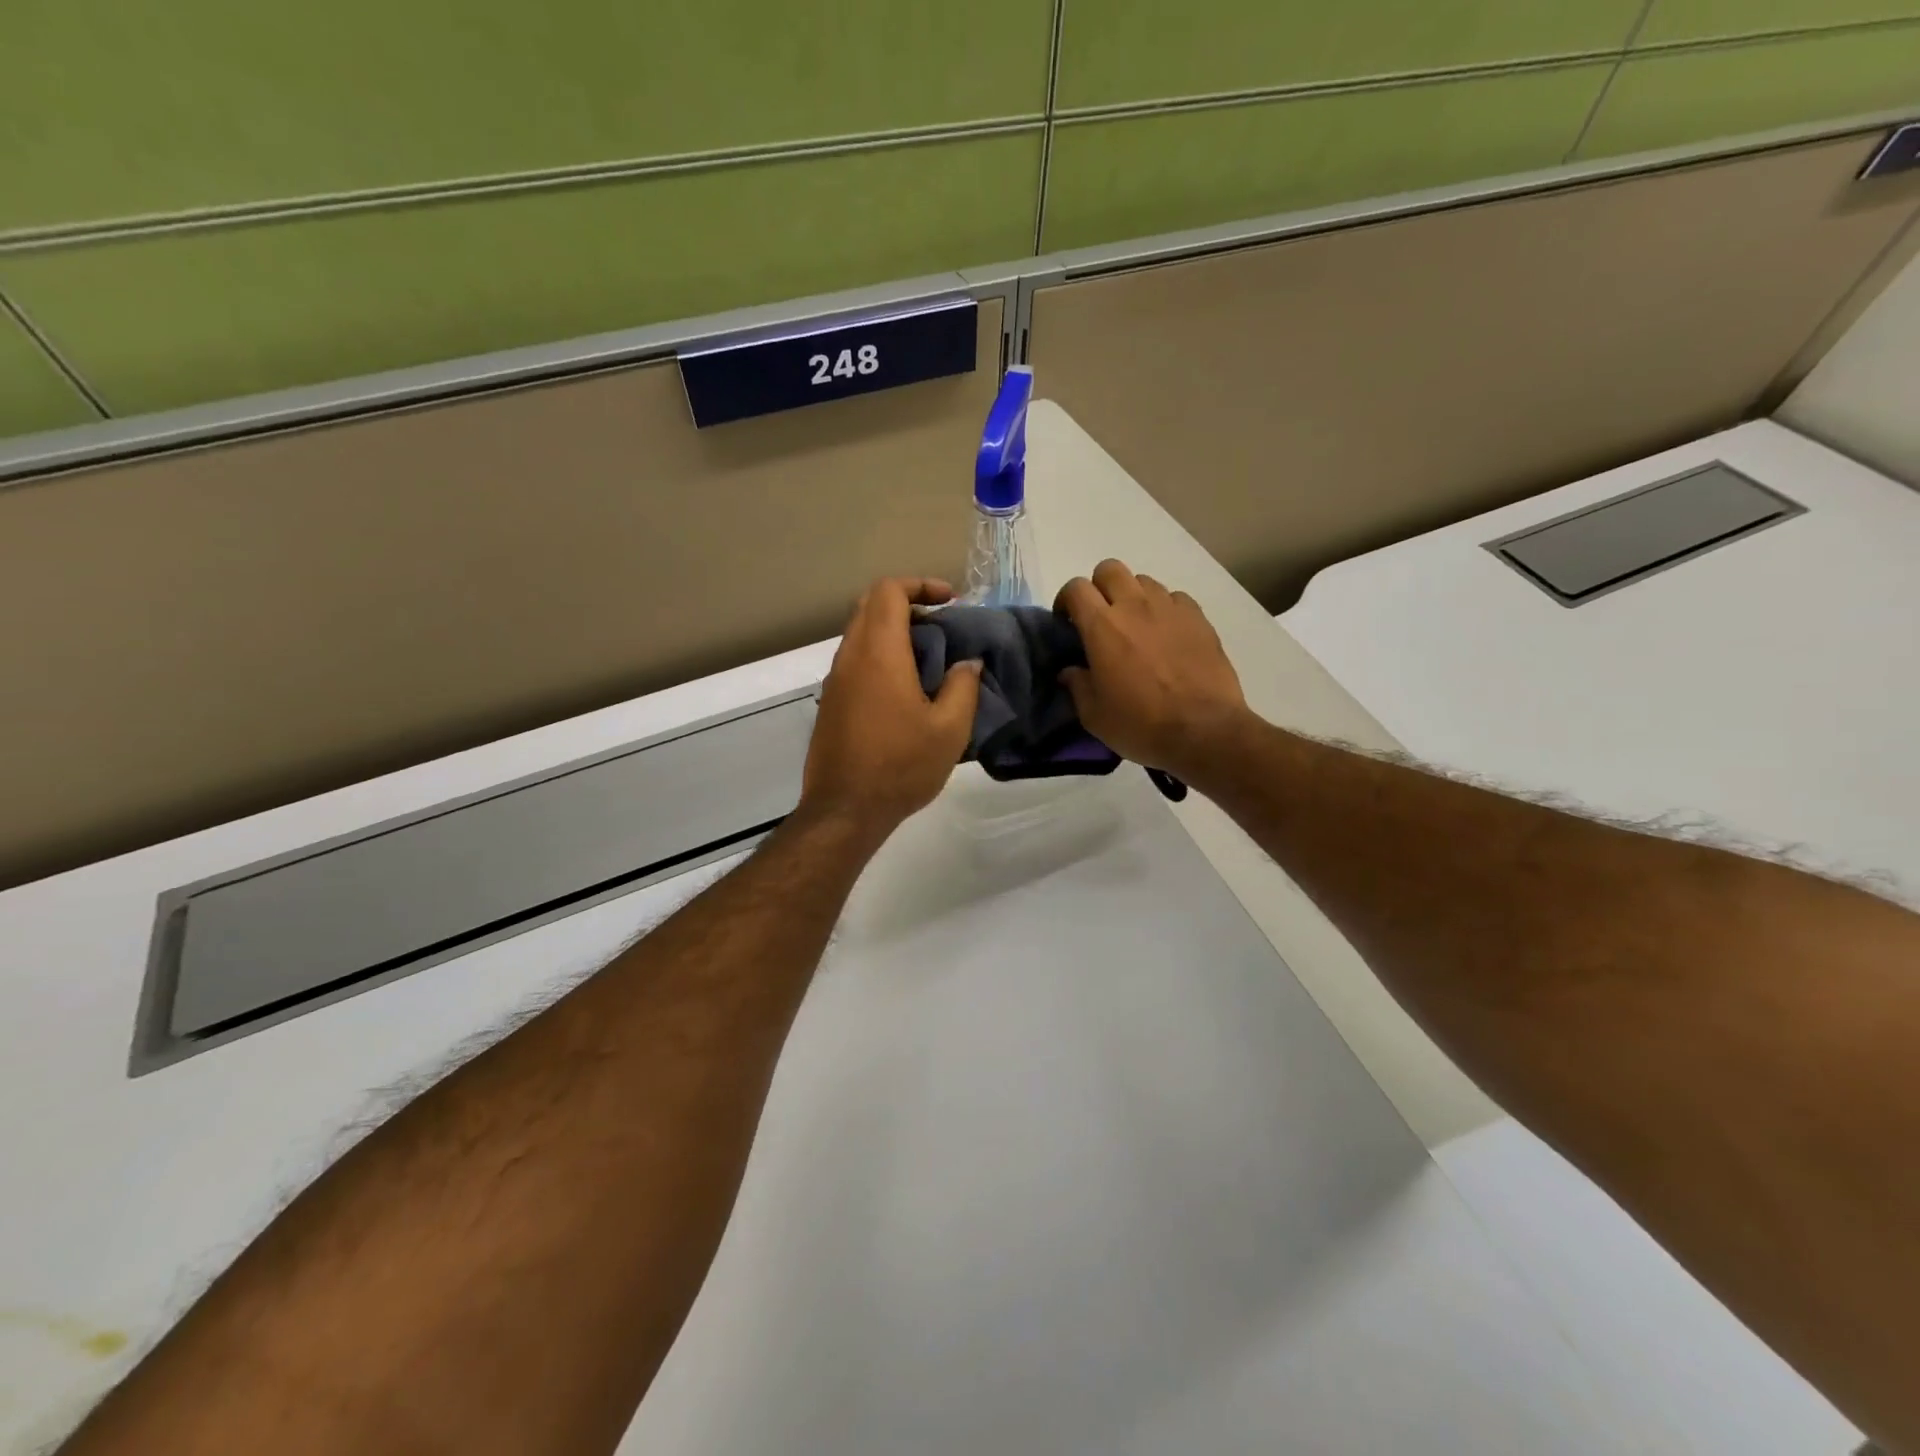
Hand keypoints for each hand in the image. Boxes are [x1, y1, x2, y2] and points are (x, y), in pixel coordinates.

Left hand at [800, 577, 981, 838]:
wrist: (845, 810)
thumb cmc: (901, 766)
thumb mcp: (950, 730)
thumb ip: (963, 687)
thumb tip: (968, 663)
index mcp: (878, 654)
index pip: (889, 591)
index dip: (920, 585)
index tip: (950, 602)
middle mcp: (850, 657)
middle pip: (870, 606)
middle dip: (908, 604)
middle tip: (941, 627)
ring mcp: (835, 681)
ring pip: (860, 634)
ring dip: (893, 633)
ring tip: (929, 660)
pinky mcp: (830, 703)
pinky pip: (855, 661)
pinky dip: (880, 656)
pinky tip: (905, 690)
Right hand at [1056, 559, 1250, 784]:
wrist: (1204, 730)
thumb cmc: (1141, 724)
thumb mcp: (1094, 715)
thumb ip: (1077, 686)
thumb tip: (1070, 671)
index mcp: (1102, 626)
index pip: (1076, 588)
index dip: (1066, 600)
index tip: (1067, 623)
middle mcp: (1135, 606)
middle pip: (1110, 569)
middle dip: (1099, 587)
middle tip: (1100, 617)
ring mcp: (1170, 608)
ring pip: (1144, 580)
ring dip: (1133, 596)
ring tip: (1136, 626)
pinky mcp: (1198, 618)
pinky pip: (1175, 598)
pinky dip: (1164, 609)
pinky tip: (1166, 634)